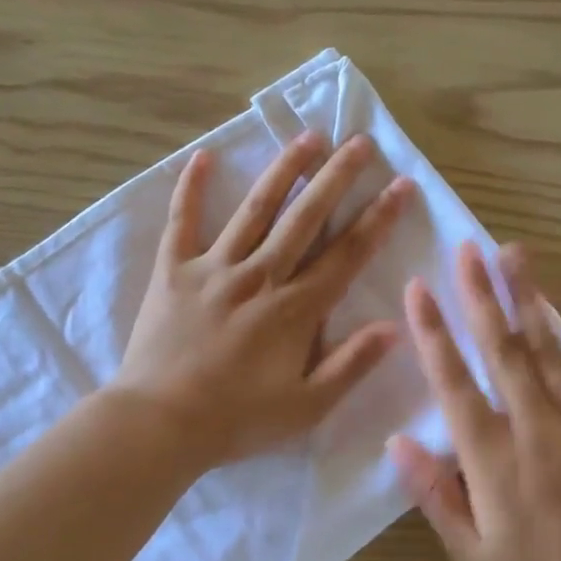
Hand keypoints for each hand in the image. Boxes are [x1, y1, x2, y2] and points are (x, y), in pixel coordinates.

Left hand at [114, 131, 410, 468]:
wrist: (160, 423)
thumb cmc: (237, 420)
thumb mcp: (307, 407)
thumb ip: (351, 365)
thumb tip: (394, 326)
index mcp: (295, 309)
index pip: (346, 254)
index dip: (377, 218)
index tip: (400, 186)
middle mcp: (261, 276)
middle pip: (306, 217)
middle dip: (337, 177)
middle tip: (360, 142)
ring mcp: (215, 268)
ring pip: (256, 209)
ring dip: (285, 170)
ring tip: (308, 137)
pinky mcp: (174, 270)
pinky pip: (182, 222)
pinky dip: (192, 188)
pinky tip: (203, 156)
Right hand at [388, 243, 560, 560]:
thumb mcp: (470, 553)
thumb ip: (434, 494)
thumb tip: (398, 441)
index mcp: (492, 458)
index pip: (454, 383)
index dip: (433, 333)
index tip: (417, 288)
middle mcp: (535, 429)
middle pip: (503, 351)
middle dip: (481, 296)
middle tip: (467, 248)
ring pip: (550, 351)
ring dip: (529, 299)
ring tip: (515, 253)